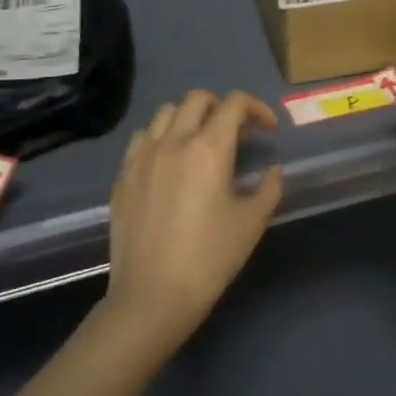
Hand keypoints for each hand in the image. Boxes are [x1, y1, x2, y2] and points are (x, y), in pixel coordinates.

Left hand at [102, 89, 283, 351]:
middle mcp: (173, 141)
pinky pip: (142, 138)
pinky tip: (169, 162)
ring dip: (189, 118)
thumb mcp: (252, 223)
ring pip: (166, 112)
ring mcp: (142, 156)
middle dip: (222, 107)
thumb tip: (272, 170)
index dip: (257, 108)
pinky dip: (161, 137)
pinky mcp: (123, 175)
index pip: (234, 104)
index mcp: (209, 149)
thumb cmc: (209, 259)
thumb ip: (268, 188)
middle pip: (198, 99)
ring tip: (200, 144)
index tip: (267, 130)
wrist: (152, 296)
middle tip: (236, 135)